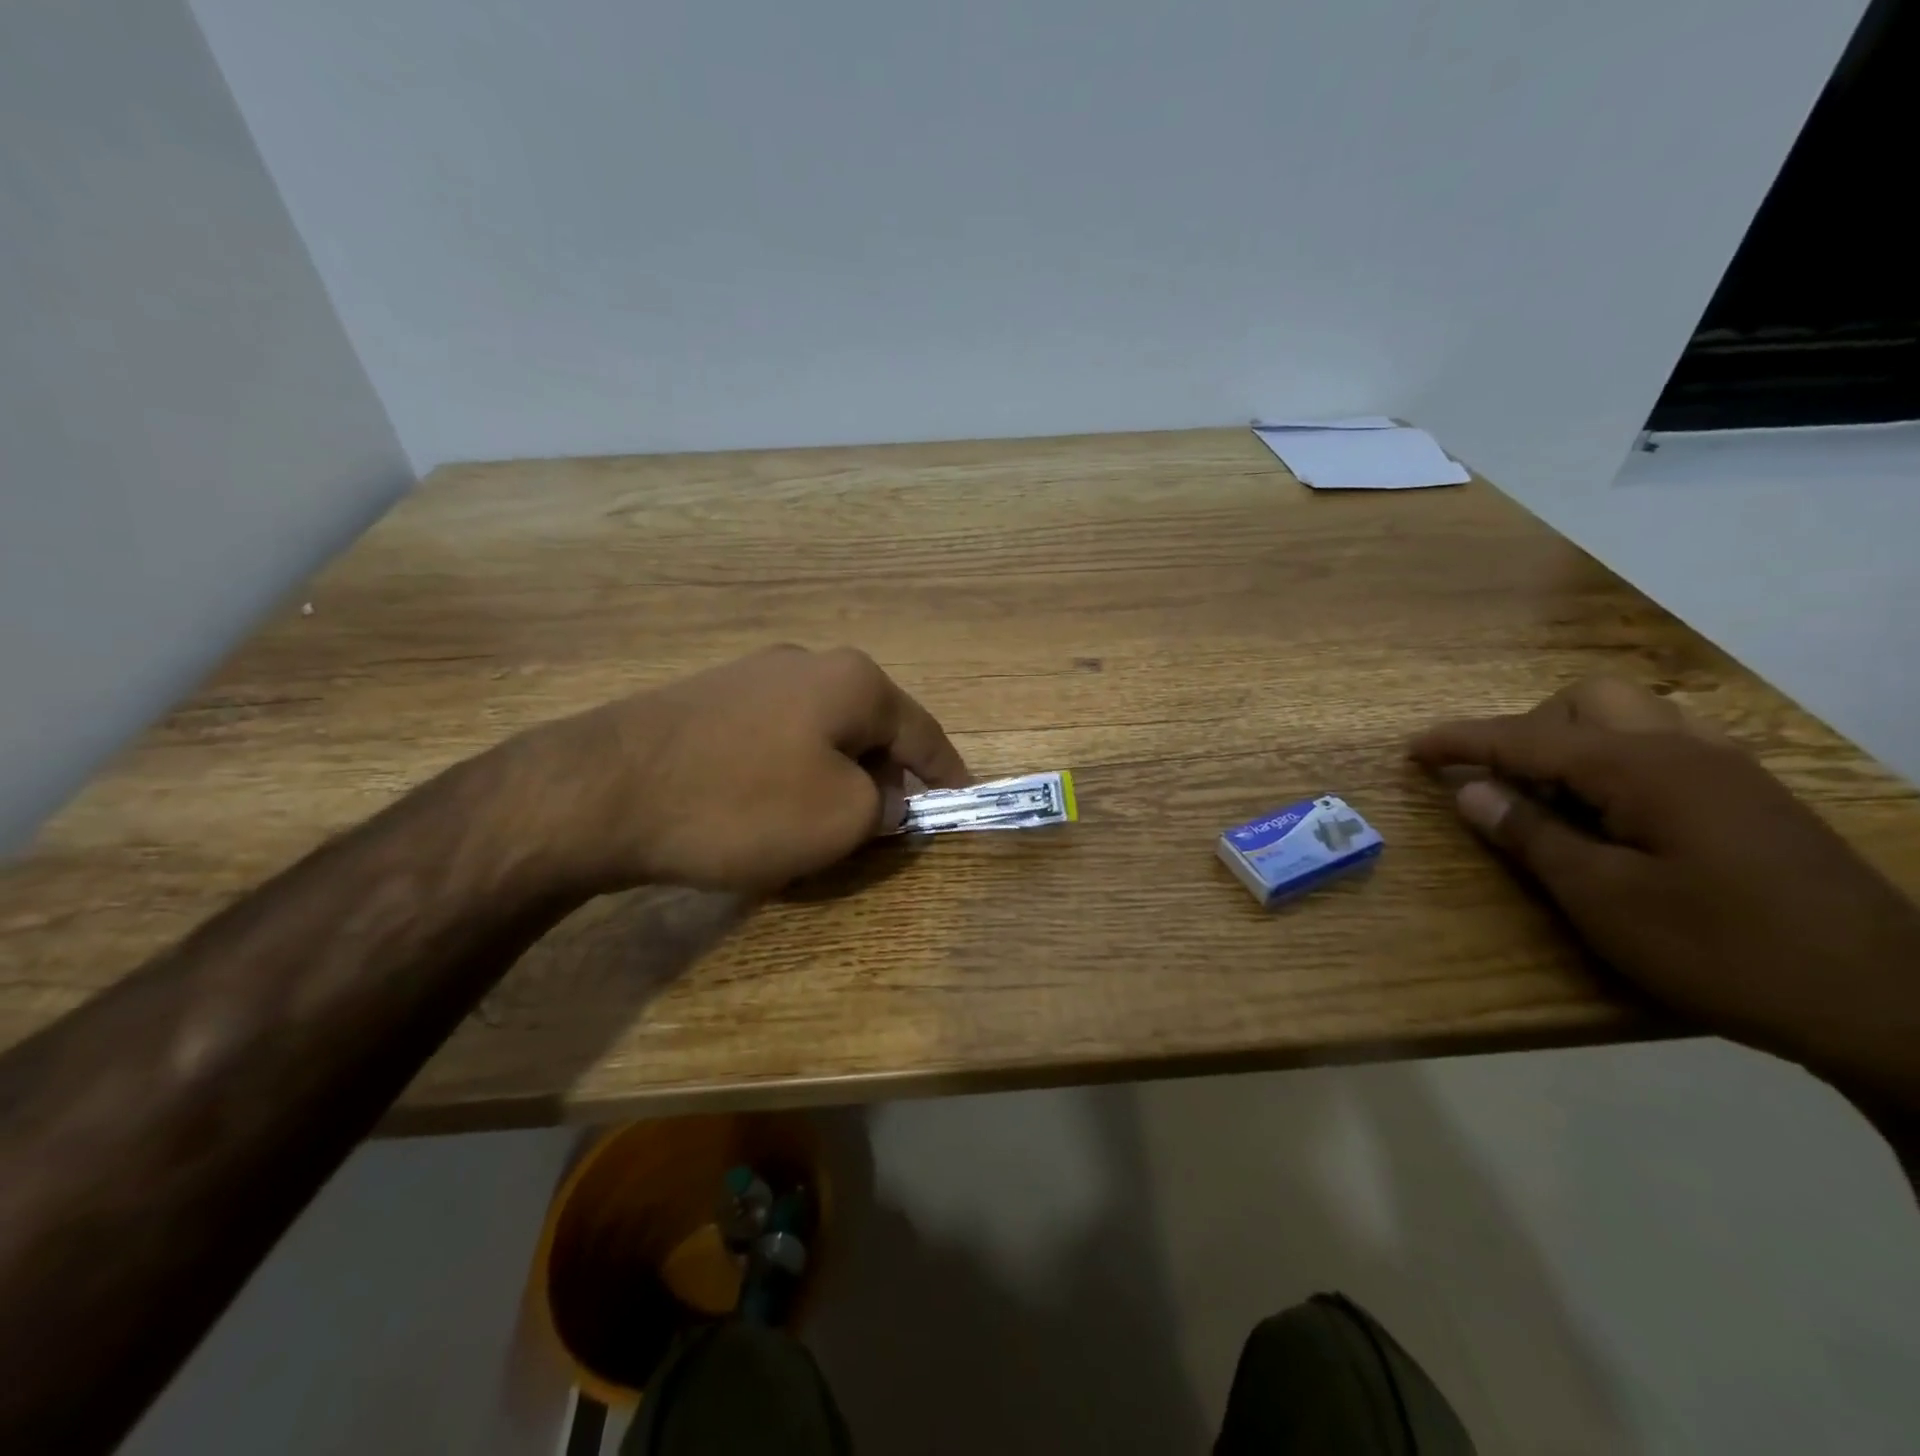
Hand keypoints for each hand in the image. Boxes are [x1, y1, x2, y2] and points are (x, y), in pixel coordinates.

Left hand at [521, 646, 970, 893]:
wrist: (601, 792)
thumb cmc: (743, 804)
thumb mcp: (841, 819)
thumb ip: (884, 808)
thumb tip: (884, 800)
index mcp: (853, 682)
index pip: (923, 732)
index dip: (947, 774)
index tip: (961, 804)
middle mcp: (807, 664)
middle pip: (870, 730)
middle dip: (885, 781)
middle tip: (884, 832)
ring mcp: (751, 677)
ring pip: (820, 737)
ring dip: (835, 781)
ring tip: (823, 830)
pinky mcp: (707, 701)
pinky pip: (774, 742)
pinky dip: (790, 777)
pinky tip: (766, 813)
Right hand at [1410, 678, 1919, 1108]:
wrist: (1888, 1005)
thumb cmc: (1722, 949)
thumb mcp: (1603, 899)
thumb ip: (1530, 835)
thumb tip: (1470, 790)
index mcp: (1642, 769)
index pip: (1526, 736)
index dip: (1460, 741)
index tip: (1411, 750)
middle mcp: (1685, 750)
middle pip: (1585, 701)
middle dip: (1528, 729)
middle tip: (1505, 786)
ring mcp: (1728, 770)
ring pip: (1630, 718)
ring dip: (1573, 743)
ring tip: (1554, 801)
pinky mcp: (1751, 797)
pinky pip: (1663, 747)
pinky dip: (1615, 762)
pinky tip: (1613, 815)